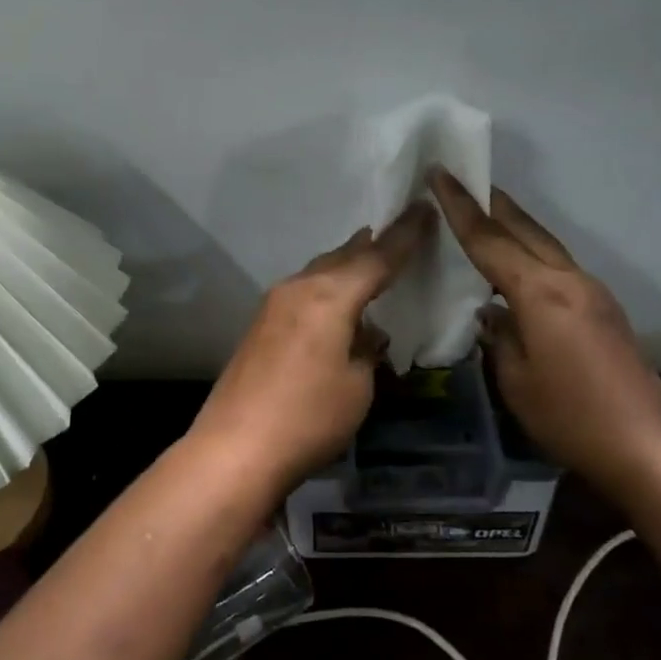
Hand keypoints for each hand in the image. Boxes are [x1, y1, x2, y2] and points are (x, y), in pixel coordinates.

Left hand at [189, 204, 434, 490]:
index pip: (377, 257)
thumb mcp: (357, 386)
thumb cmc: (308, 418)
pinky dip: (327, 287)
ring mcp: (274, 305)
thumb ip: (366, 350)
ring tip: (371, 260)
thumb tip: (366, 335)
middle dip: (373, 245)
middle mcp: (299, 288)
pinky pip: (304, 292)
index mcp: (329, 296)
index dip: (405, 235)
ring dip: (346, 265)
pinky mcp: (260, 326)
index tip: (425, 209)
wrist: (235, 449)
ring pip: (319, 272)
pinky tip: (337, 302)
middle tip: (401, 231)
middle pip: (343, 256)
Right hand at [429, 170, 660, 477]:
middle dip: (491, 203)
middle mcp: (569, 280)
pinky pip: (557, 266)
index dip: (460, 207)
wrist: (648, 447)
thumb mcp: (516, 381)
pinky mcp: (603, 308)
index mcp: (541, 293)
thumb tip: (491, 313)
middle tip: (461, 180)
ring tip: (484, 214)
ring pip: (545, 244)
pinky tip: (516, 267)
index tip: (440, 174)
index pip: (490, 240)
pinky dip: (531, 253)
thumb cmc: (571, 417)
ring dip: (513, 226)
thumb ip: (498, 337)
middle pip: (524, 230)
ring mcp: (592, 292)